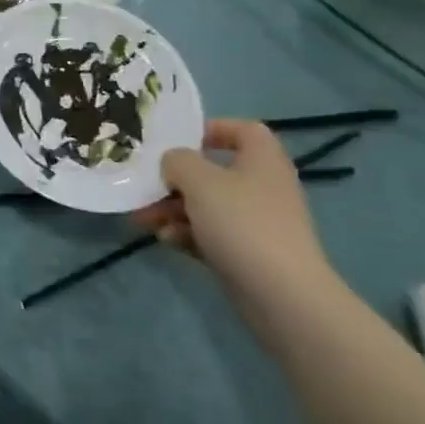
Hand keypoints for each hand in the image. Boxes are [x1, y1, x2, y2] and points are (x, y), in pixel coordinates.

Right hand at [132, 119, 338, 307]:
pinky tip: (166, 240)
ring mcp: (256, 222)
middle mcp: (262, 186)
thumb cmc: (242, 223)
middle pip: (214, 171)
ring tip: (143, 219)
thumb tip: (172, 162)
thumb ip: (177, 161)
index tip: (178, 140)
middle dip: (175, 179)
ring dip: (172, 208)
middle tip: (146, 186)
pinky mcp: (247, 252)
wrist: (281, 294)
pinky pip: (210, 233)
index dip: (212, 129)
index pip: (244, 130)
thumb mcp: (200, 181)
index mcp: (262, 160)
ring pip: (206, 205)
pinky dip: (186, 233)